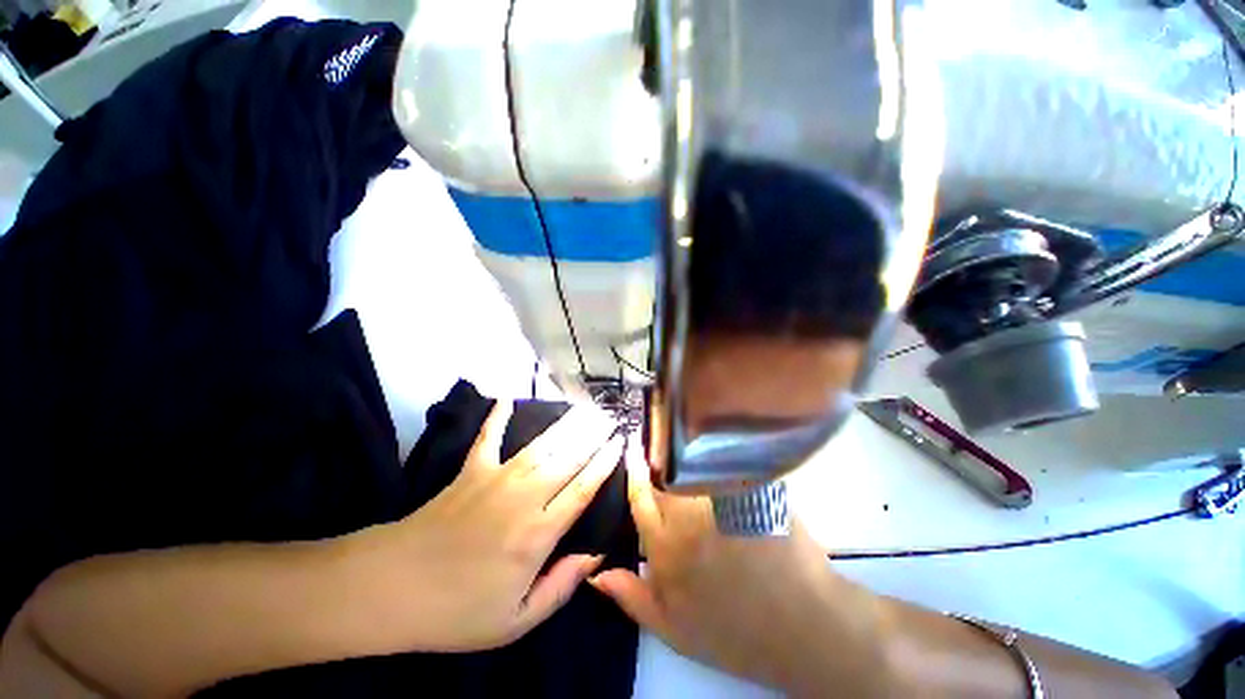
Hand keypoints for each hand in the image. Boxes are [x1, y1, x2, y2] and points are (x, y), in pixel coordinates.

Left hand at [348, 400, 622, 651]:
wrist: (393, 589)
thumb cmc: (458, 611)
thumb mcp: (517, 620)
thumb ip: (562, 586)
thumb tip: (597, 556)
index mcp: (538, 533)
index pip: (583, 489)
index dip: (604, 464)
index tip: (619, 444)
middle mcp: (524, 497)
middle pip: (568, 459)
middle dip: (593, 436)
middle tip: (610, 417)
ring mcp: (496, 479)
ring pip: (541, 445)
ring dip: (565, 424)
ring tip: (584, 408)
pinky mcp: (471, 471)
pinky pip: (488, 438)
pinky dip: (497, 417)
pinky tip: (507, 398)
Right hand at [590, 441, 886, 691]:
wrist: (801, 625)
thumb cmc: (733, 632)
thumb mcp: (673, 629)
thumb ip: (632, 597)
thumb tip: (596, 574)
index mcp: (664, 544)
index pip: (639, 494)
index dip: (635, 469)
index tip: (633, 450)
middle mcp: (687, 514)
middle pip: (663, 471)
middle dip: (658, 456)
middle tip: (660, 447)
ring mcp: (720, 497)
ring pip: (690, 461)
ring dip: (684, 453)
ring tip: (685, 447)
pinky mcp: (748, 486)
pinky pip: (722, 461)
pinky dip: (713, 455)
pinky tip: (715, 452)